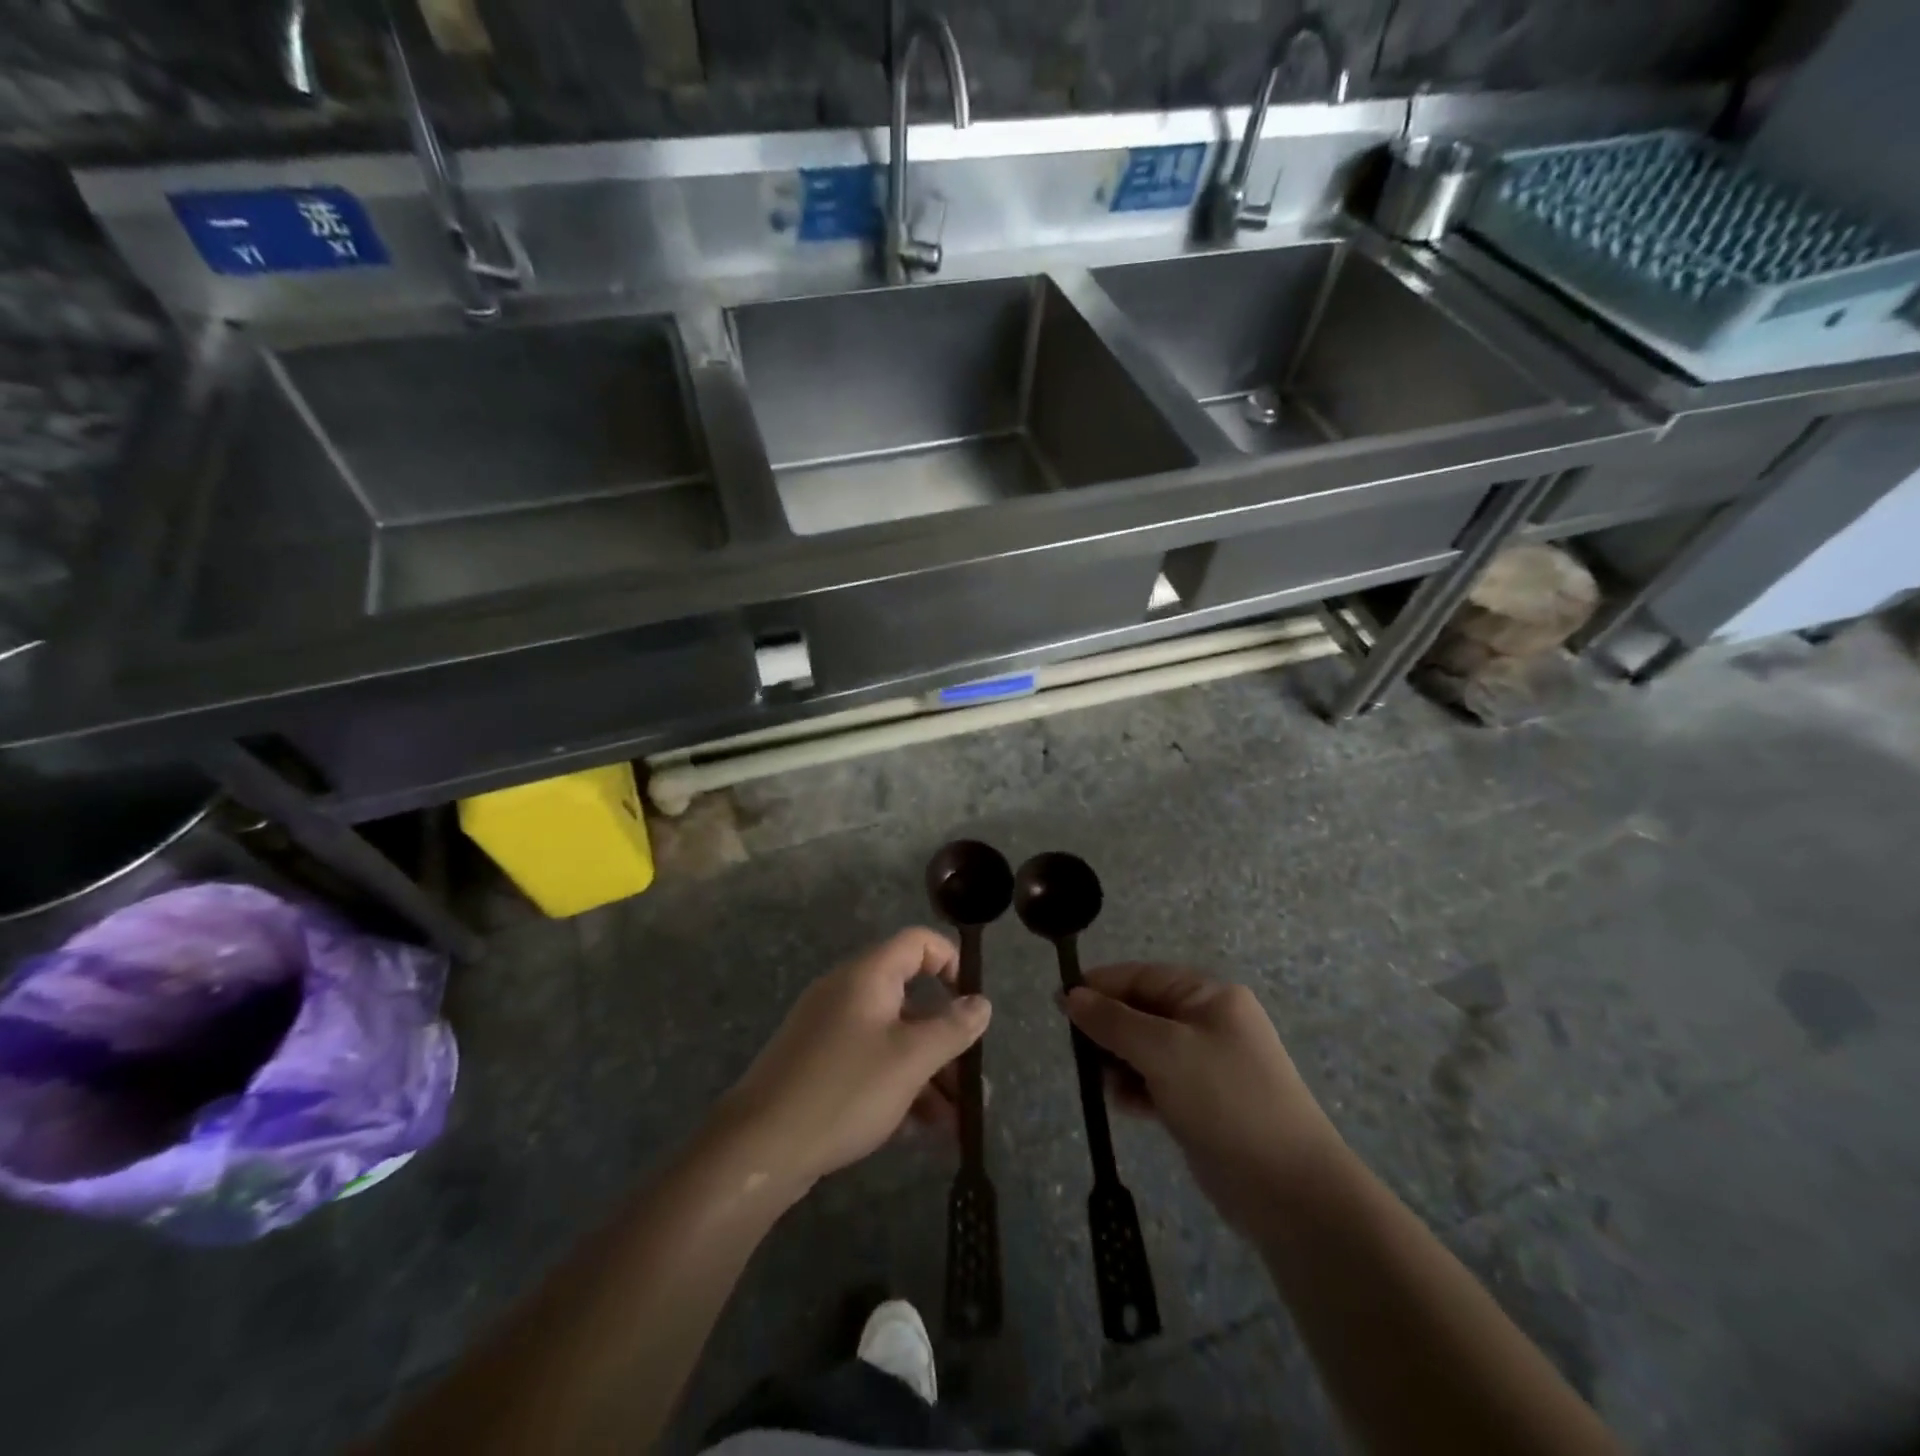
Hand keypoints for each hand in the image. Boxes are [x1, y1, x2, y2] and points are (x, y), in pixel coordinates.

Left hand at [712, 928, 991, 1199]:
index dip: (951, 962)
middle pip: (911, 1002)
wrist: (759, 1148)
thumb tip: (981, 1003)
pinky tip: (923, 1132)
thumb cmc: (845, 1089)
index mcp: (868, 976)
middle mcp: (849, 994)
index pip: (917, 943)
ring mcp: (831, 1032)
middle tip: (974, 1085)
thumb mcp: (910, 1059)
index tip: (972, 1003)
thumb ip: (952, 1028)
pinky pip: (871, 1066)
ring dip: (929, 1076)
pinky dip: (899, 1089)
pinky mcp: (820, 1068)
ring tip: (958, 1124)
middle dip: (948, 1043)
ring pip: (894, 1041)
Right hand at [1065, 964, 1340, 1234]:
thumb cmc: (1226, 1101)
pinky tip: (1122, 1105)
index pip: (1143, 976)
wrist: (1291, 1192)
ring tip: (1101, 1081)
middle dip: (1109, 1027)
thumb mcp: (1164, 1051)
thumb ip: (1113, 1021)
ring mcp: (1209, 1065)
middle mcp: (1210, 1023)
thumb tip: (1070, 995)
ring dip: (1119, 1060)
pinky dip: (1137, 1089)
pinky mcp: (1205, 1104)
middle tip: (1076, 1049)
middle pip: (1143, 1011)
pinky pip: (1158, 1082)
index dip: (1100, 985)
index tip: (1059, 1001)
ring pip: (1147, 1049)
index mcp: (1209, 997)